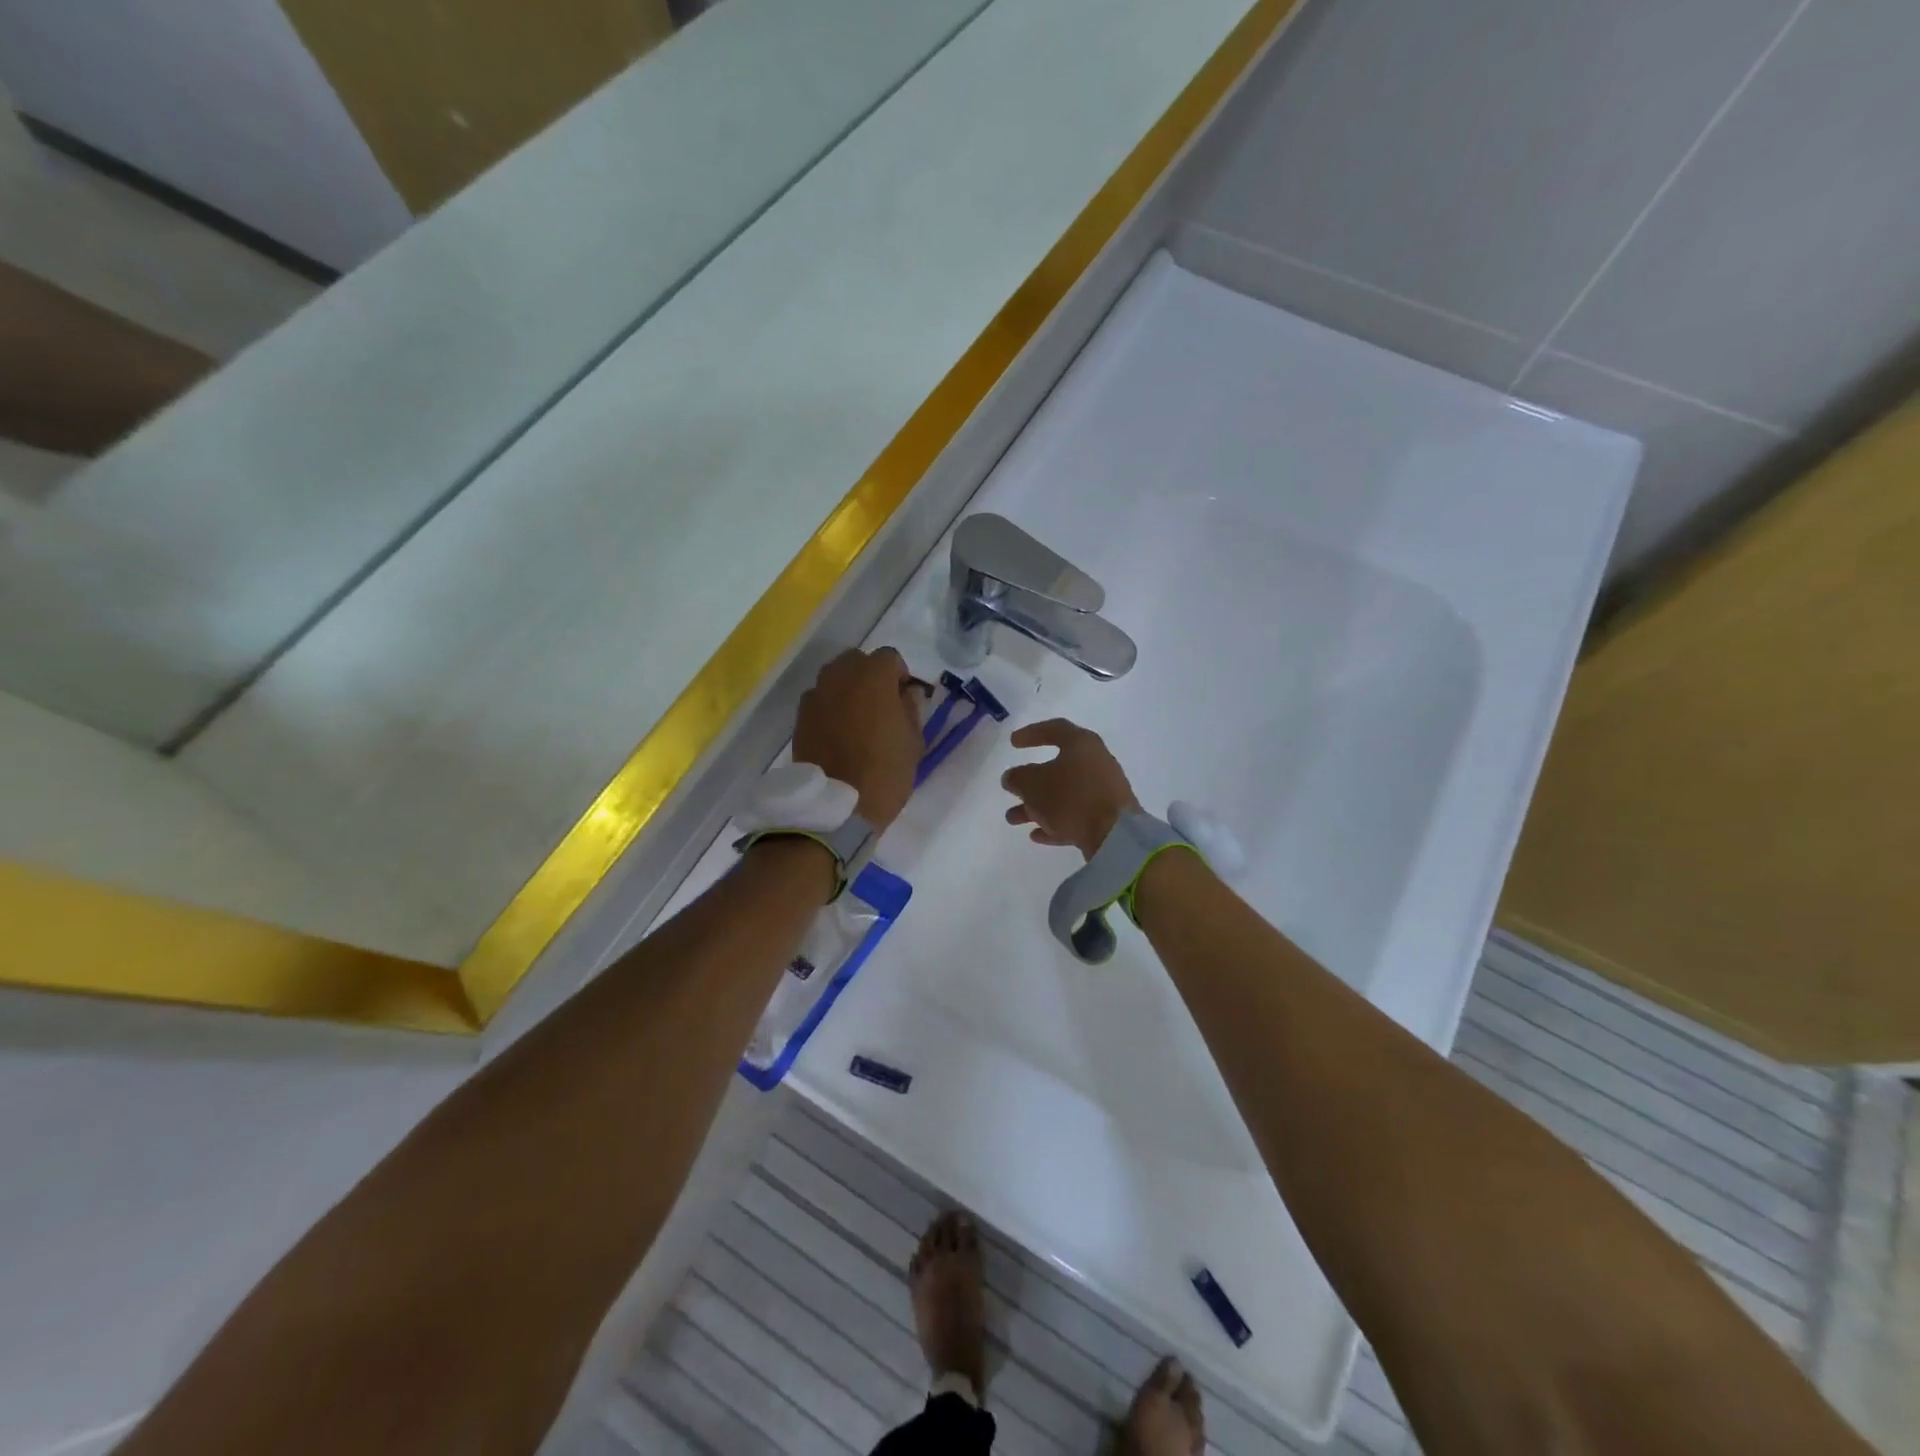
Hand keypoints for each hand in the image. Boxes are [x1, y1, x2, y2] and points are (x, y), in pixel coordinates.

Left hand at [792, 647, 923, 829]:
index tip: (904, 699)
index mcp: (873, 676)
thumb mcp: (913, 742)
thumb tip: (908, 694)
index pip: (890, 657)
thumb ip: (911, 709)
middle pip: (857, 661)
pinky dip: (829, 708)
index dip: (900, 675)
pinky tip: (838, 733)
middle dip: (870, 676)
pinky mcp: (800, 717)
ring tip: (857, 719)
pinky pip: (819, 700)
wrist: (837, 807)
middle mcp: (840, 676)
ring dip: (847, 689)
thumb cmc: (885, 772)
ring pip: (834, 678)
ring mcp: (816, 695)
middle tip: (881, 705)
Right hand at [1001, 719, 1140, 858]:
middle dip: (1030, 783)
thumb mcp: (1033, 784)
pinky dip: (1055, 822)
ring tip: (1013, 819)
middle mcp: (1096, 763)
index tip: (1013, 743)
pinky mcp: (1108, 817)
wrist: (1114, 835)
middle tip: (1011, 790)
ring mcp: (1104, 791)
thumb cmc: (1070, 798)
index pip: (1054, 729)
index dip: (1031, 733)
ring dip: (1037, 806)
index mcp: (1081, 744)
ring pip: (1064, 795)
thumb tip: (1013, 777)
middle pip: (1058, 768)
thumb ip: (1017, 778)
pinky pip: (1076, 815)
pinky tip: (1037, 835)